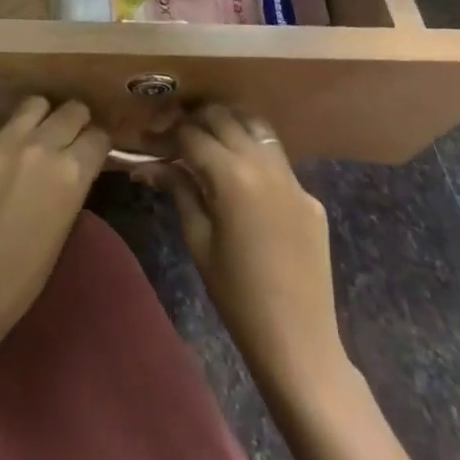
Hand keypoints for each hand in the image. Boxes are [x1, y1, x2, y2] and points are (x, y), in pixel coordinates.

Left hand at [0, 97, 110, 356]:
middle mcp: (39, 146)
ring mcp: (1, 142)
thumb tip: (74, 161)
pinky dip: (5, 143)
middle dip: (76, 122)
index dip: (98, 143)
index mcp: (70, 173)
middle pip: (71, 110)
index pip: (98, 136)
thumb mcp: (64, 226)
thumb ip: (71, 183)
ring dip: (41, 118)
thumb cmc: (23, 276)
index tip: (93, 149)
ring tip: (36, 136)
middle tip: (69, 137)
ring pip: (33, 105)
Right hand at [148, 105, 347, 385]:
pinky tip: (241, 178)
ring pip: (256, 128)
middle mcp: (264, 165)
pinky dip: (254, 155)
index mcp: (232, 176)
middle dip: (196, 120)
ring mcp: (293, 179)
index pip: (192, 135)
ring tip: (207, 139)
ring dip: (229, 125)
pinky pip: (277, 160)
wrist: (298, 342)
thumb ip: (179, 190)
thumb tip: (153, 164)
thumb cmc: (236, 295)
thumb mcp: (198, 240)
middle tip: (175, 135)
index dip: (166, 134)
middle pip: (224, 117)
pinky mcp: (310, 197)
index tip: (149, 141)